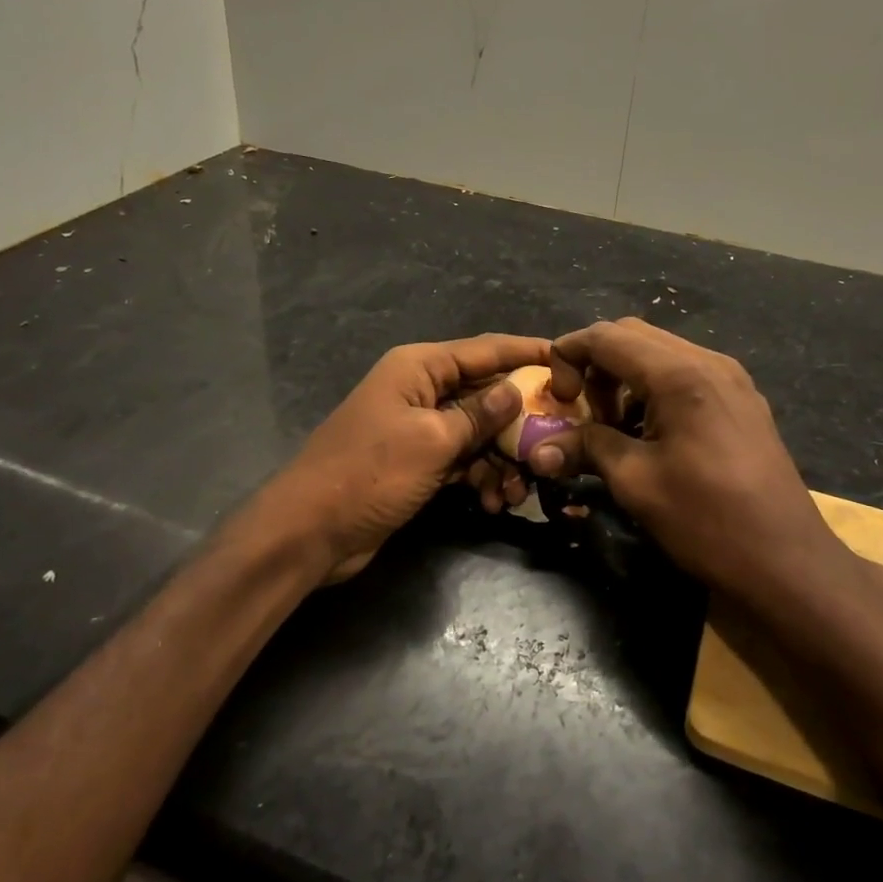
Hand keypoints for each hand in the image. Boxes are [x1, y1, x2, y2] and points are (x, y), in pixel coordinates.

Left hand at [266, 334, 549, 582]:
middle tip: (556, 444)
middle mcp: (422, 391)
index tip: (571, 361)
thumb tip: (516, 389)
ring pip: (479, 433)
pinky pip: (463, 460)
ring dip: (502, 460)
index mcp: (420, 368)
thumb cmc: (371, 474)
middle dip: (521, 422)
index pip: (486, 350)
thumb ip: (479, 415)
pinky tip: (494, 503)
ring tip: (516, 493)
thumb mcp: (432, 441)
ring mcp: (420, 429)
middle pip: (487, 393)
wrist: (311, 531)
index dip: (529, 353)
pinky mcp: (419, 463)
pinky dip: (481, 477)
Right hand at [526, 321, 882, 649]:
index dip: (568, 354)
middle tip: (578, 409)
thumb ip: (586, 448)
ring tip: (609, 426)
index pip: (607, 336)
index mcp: (681, 375)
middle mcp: (709, 362)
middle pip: (633, 336)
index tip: (553, 395)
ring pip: (660, 354)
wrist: (787, 562)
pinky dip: (652, 390)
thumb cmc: (707, 521)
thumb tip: (538, 449)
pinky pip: (684, 374)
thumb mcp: (636, 483)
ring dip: (623, 377)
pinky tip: (646, 433)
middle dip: (595, 364)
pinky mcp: (741, 401)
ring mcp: (731, 379)